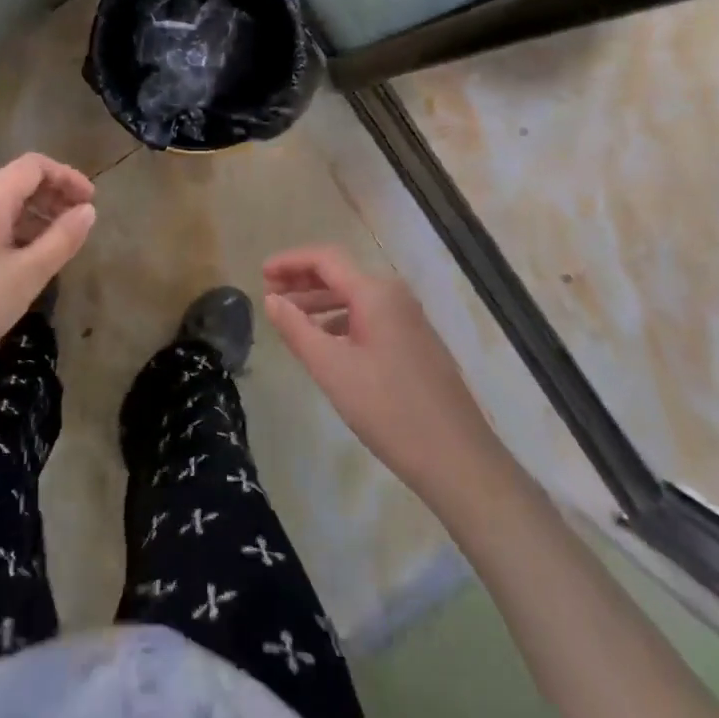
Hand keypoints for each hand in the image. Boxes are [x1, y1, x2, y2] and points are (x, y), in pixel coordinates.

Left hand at [0, 154, 95, 396]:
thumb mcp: (26, 275)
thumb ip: (62, 239)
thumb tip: (87, 211)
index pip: (33, 166)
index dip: (66, 177)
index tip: (91, 203)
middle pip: (15, 184)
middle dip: (52, 198)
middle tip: (79, 227)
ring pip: (0, 208)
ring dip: (33, 219)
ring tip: (57, 250)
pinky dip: (12, 235)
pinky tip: (24, 267)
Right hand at [263, 246, 501, 507]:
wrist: (458, 458)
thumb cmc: (389, 409)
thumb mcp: (332, 369)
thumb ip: (297, 329)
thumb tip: (271, 299)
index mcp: (375, 293)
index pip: (325, 259)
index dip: (290, 261)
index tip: (261, 273)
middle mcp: (394, 295)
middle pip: (340, 273)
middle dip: (302, 280)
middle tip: (269, 293)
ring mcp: (409, 319)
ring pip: (355, 297)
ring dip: (319, 301)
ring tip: (289, 318)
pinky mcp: (415, 342)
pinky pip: (369, 316)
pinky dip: (340, 320)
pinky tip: (324, 342)